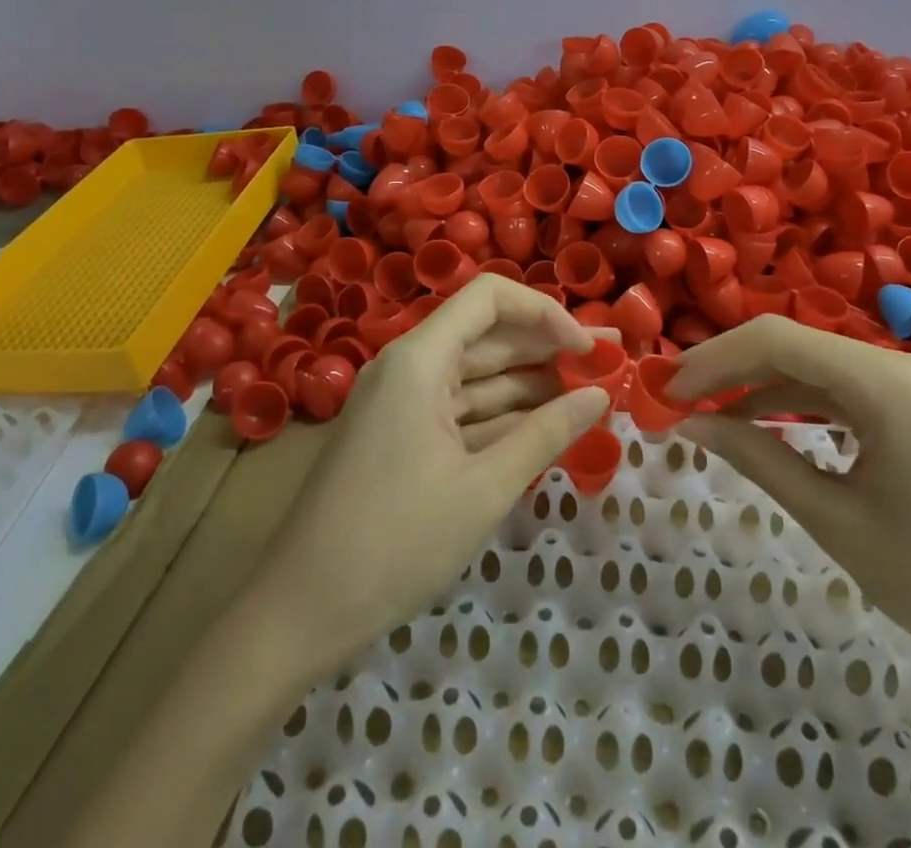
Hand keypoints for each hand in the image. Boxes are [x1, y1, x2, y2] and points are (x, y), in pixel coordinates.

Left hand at [251, 275, 611, 665]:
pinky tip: (545, 426)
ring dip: (530, 384)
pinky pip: (460, 410)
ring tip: (590, 393)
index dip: (544, 313)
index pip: (489, 298)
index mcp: (419, 359)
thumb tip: (600, 396)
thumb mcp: (484, 489)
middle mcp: (408, 366)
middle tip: (610, 361)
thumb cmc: (396, 542)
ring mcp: (402, 401)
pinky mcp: (401, 434)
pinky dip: (501, 416)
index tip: (586, 349)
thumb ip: (546, 434)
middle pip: (487, 336)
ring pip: (477, 376)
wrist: (300, 613)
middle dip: (549, 347)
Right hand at [669, 315, 910, 699]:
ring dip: (762, 385)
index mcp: (887, 383)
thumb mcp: (834, 520)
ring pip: (819, 364)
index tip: (666, 389)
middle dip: (731, 369)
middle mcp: (903, 363)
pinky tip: (764, 421)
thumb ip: (757, 458)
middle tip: (676, 398)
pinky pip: (847, 388)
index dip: (713, 360)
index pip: (776, 341)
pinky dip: (801, 402)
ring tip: (708, 411)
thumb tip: (690, 424)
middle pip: (795, 345)